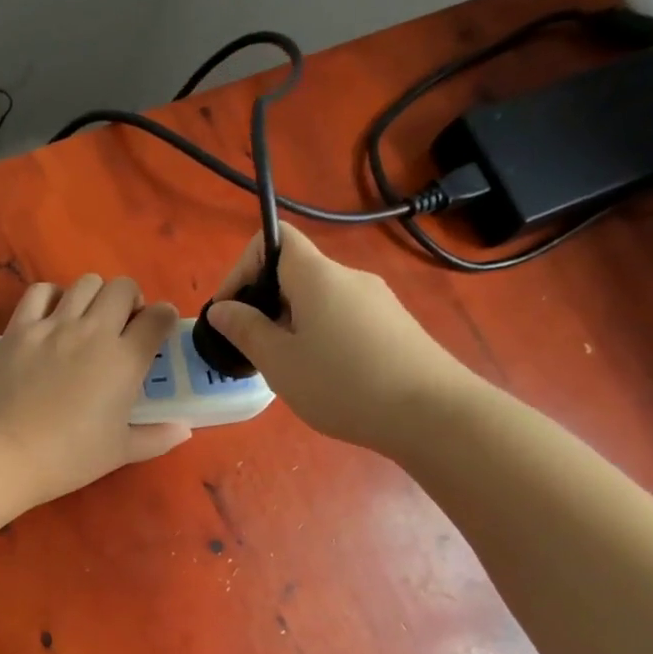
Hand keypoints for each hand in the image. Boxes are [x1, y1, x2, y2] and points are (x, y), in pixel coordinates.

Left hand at [0, 275, 190, 506]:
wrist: (4, 452)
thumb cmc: (68, 457)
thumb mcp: (119, 453)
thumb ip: (156, 438)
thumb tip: (184, 429)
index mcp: (125, 360)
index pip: (158, 318)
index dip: (163, 319)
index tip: (157, 331)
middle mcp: (93, 332)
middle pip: (123, 288)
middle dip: (130, 300)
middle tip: (122, 325)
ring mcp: (53, 326)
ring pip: (85, 283)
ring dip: (95, 295)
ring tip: (87, 319)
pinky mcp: (18, 328)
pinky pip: (40, 292)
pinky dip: (52, 296)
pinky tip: (51, 317)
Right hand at [205, 223, 479, 453]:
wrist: (431, 413)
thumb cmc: (342, 384)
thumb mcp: (279, 362)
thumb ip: (245, 330)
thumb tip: (221, 308)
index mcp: (317, 276)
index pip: (274, 239)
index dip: (242, 268)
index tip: (230, 313)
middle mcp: (350, 277)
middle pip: (295, 273)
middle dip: (263, 304)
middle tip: (252, 350)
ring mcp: (377, 301)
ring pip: (318, 300)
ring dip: (290, 325)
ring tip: (286, 370)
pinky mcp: (393, 326)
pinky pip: (342, 319)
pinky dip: (320, 337)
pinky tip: (324, 377)